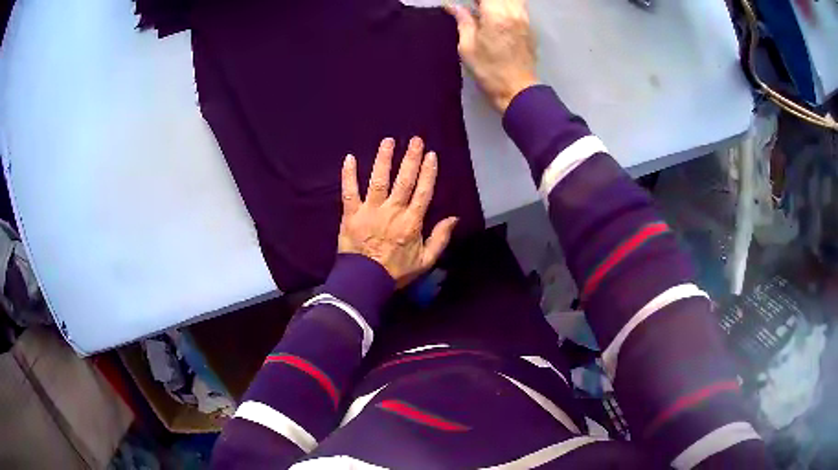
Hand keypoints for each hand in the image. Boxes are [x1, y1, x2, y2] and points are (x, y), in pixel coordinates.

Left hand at [339, 137, 458, 287]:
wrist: (365, 282)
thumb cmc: (396, 272)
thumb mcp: (425, 261)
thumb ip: (440, 239)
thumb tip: (454, 218)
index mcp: (411, 222)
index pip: (423, 191)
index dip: (428, 172)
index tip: (431, 155)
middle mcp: (392, 211)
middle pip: (404, 180)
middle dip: (410, 158)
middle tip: (415, 140)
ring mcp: (370, 210)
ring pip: (379, 180)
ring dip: (384, 159)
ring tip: (388, 141)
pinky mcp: (351, 214)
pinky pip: (349, 191)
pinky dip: (349, 175)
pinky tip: (350, 158)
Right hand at [445, 0, 537, 111]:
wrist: (518, 90)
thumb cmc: (489, 71)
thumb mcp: (467, 47)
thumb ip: (463, 22)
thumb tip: (452, 6)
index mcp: (496, 16)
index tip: (465, 4)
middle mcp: (514, 13)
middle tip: (473, 5)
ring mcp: (524, 20)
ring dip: (498, 1)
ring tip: (484, 9)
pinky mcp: (530, 28)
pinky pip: (519, 6)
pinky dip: (507, 5)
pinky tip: (496, 15)